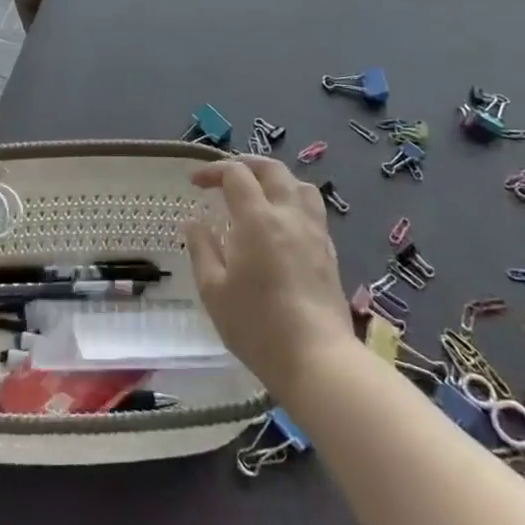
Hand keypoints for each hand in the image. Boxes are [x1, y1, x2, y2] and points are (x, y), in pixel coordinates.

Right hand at [183, 158, 352, 399]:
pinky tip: (282, 225)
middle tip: (225, 177)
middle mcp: (289, 215)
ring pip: (300, 186)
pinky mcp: (330, 252)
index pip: (236, 174)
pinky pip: (313, 210)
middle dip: (246, 165)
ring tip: (259, 194)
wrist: (317, 359)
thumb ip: (202, 249)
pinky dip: (293, 202)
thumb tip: (194, 222)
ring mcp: (315, 232)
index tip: (195, 183)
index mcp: (258, 219)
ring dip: (276, 180)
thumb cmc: (257, 325)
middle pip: (272, 170)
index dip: (213, 171)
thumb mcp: (213, 290)